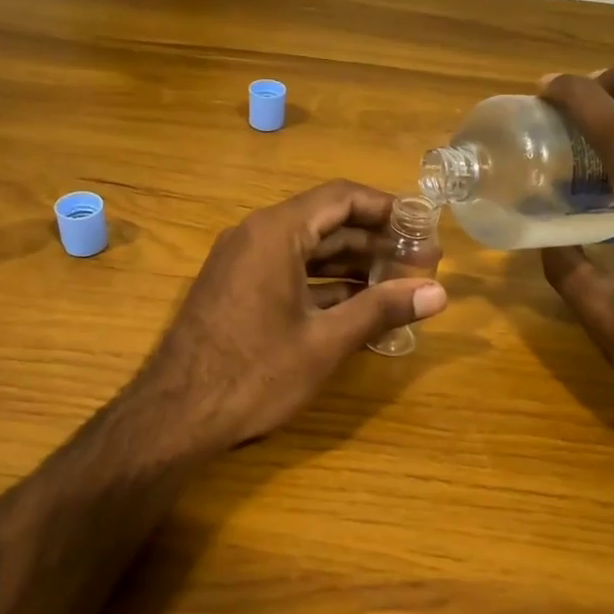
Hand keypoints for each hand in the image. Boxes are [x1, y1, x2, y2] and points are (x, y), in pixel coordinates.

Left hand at [127, 180, 447, 453]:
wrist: (175, 415)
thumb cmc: (255, 373)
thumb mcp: (325, 342)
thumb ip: (382, 309)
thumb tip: (439, 293)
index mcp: (276, 233)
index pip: (342, 198)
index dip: (387, 209)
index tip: (423, 227)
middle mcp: (255, 236)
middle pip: (327, 223)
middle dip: (376, 243)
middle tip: (423, 265)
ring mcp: (241, 264)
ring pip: (308, 251)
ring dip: (353, 266)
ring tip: (400, 286)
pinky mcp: (236, 291)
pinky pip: (289, 273)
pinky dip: (325, 285)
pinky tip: (359, 307)